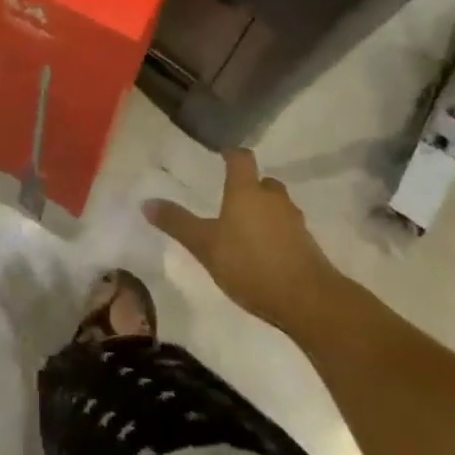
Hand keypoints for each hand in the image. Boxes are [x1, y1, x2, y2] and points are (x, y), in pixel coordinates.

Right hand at [143, 149, 337, 336]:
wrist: (308, 299)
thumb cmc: (250, 264)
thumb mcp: (205, 246)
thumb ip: (177, 223)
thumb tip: (146, 202)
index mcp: (246, 190)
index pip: (241, 158)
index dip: (232, 155)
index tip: (223, 156)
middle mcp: (273, 198)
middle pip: (262, 182)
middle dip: (249, 188)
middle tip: (232, 201)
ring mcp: (294, 221)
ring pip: (277, 206)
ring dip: (264, 212)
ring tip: (247, 230)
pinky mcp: (308, 244)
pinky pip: (288, 230)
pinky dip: (277, 234)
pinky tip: (265, 254)